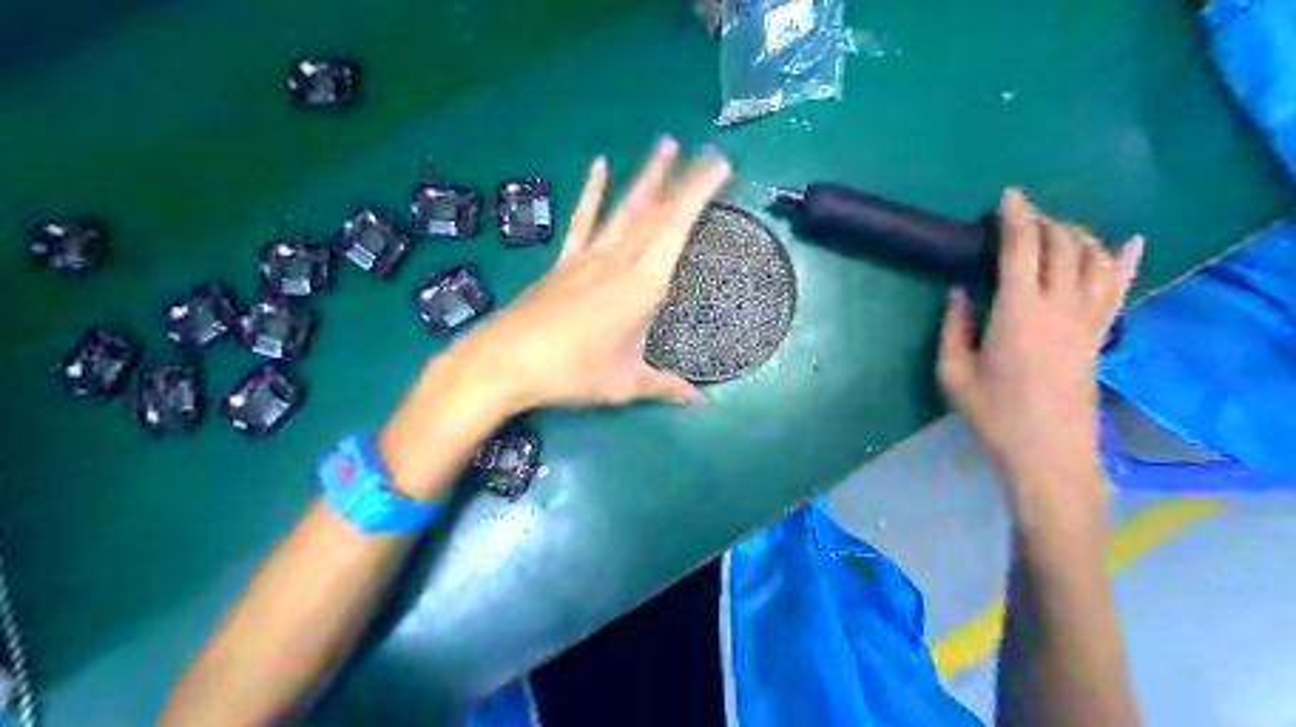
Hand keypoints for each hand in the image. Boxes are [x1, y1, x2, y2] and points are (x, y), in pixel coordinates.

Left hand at [450, 137, 726, 407]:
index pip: (677, 228)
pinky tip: (599, 166)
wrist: (505, 362)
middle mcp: (618, 260)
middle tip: (706, 153)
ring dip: (646, 176)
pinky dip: (592, 193)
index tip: (719, 165)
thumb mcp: (624, 384)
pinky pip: (582, 220)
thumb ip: (664, 388)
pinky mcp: (564, 262)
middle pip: (655, 211)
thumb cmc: (572, 372)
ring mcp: (587, 256)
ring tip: (665, 144)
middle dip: (684, 179)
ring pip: (624, 208)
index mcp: (642, 284)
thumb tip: (699, 403)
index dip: (699, 193)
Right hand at [937, 190, 1135, 520]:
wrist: (1047, 455)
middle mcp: (1060, 306)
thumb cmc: (993, 415)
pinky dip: (1125, 261)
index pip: (1023, 247)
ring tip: (1055, 229)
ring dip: (1075, 234)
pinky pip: (1118, 289)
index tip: (1007, 196)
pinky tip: (1129, 242)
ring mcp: (1087, 320)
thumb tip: (959, 292)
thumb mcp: (953, 374)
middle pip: (1062, 245)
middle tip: (1020, 215)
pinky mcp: (1100, 335)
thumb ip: (953, 327)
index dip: (1015, 216)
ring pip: (1094, 258)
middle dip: (1042, 220)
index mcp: (1018, 312)